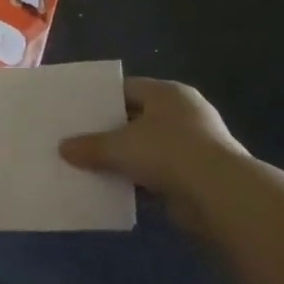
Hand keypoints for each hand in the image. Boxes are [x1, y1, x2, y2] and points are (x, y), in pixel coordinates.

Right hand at [58, 78, 247, 213]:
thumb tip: (63, 149)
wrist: (220, 195)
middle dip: (110, 131)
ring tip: (90, 165)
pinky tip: (114, 189)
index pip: (127, 88)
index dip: (100, 99)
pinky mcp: (197, 176)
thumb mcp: (119, 146)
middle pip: (136, 118)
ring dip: (124, 159)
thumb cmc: (168, 152)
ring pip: (147, 149)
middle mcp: (183, 113)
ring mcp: (194, 146)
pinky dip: (139, 181)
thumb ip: (90, 146)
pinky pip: (158, 174)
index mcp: (167, 93)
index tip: (76, 111)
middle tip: (78, 139)